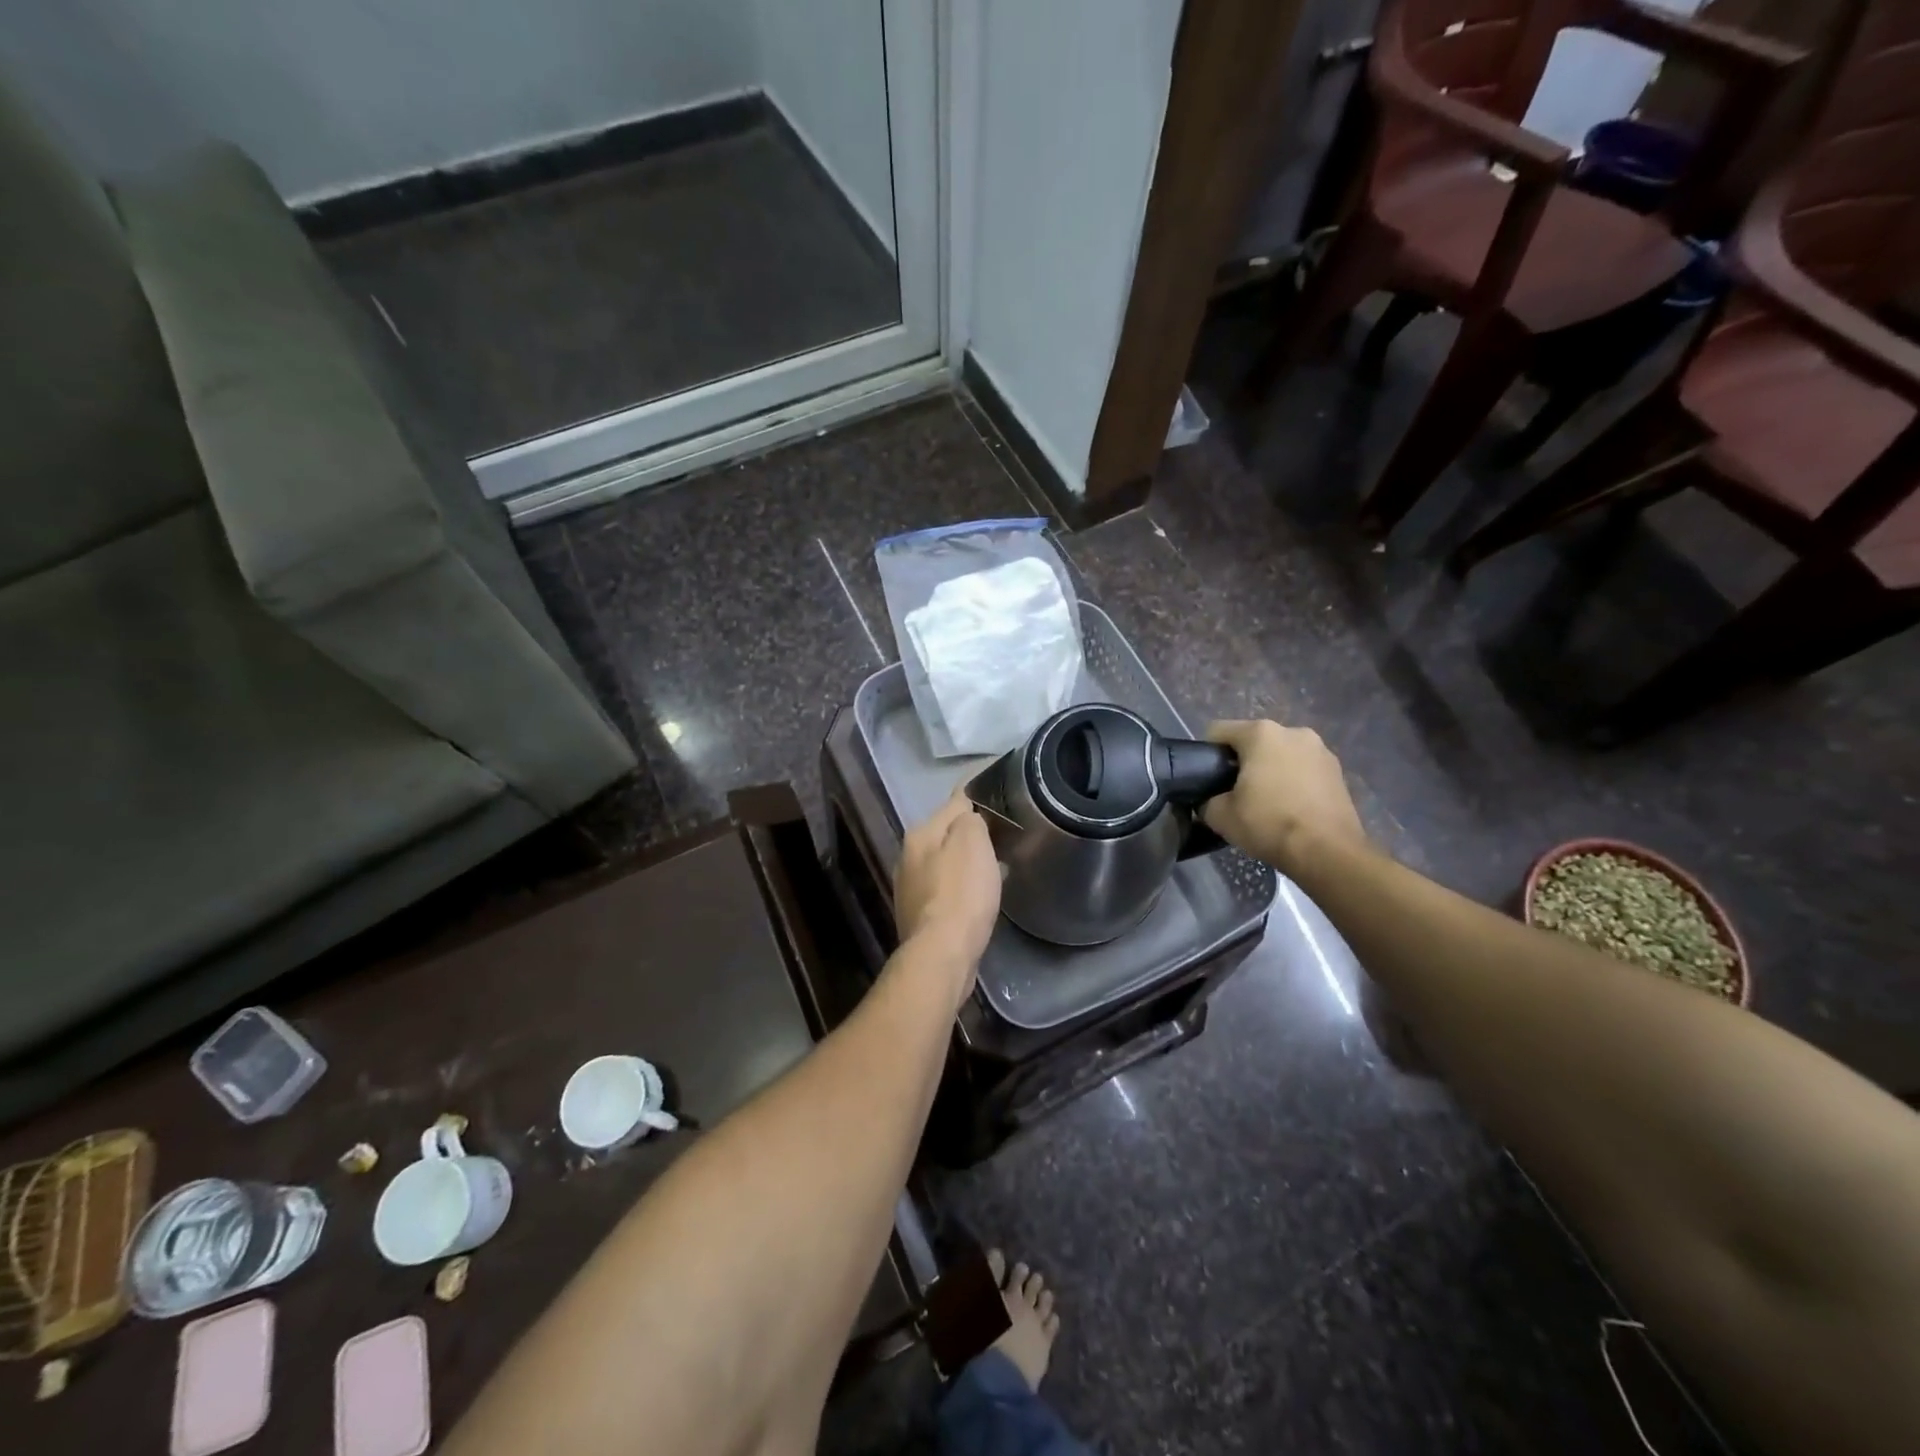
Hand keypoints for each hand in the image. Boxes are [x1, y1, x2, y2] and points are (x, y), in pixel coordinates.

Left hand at [894, 789, 1002, 992]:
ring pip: (946, 862)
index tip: (1000, 788)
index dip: (978, 793)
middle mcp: (908, 856)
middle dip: (972, 831)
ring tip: (998, 864)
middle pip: (947, 833)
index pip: (954, 801)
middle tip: (1005, 832)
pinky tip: (981, 895)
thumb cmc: (961, 892)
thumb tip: (969, 815)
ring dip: (968, 861)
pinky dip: (964, 886)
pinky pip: (947, 889)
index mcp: (920, 833)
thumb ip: (970, 819)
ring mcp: (911, 888)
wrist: (942, 953)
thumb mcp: (972, 842)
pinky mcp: (920, 915)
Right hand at [1201, 719, 1366, 875]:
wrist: (1328, 853)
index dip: (1206, 755)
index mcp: (1261, 733)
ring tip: (1267, 804)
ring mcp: (1321, 750)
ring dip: (1270, 771)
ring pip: (1281, 755)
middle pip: (1253, 742)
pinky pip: (1303, 770)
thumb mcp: (1220, 816)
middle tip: (1236, 795)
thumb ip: (1206, 800)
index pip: (1217, 732)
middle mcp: (1293, 731)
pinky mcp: (1338, 771)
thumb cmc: (1269, 824)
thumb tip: (1211, 800)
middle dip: (1242, 763)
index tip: (1208, 782)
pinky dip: (1294, 782)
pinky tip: (1292, 808)